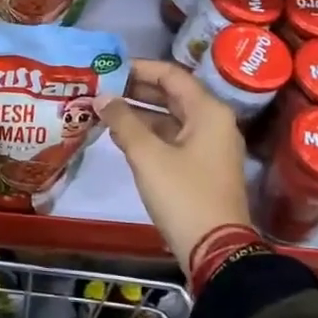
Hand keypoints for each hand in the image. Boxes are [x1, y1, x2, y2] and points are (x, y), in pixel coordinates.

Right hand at [96, 59, 252, 272]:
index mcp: (208, 111)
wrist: (215, 249)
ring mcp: (209, 146)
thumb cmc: (183, 194)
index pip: (171, 75)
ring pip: (170, 118)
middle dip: (136, 90)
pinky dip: (148, 134)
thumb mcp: (148, 156)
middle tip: (101, 87)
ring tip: (103, 109)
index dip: (139, 68)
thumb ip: (123, 121)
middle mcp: (213, 122)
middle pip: (172, 95)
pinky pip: (172, 138)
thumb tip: (102, 97)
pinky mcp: (201, 167)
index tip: (108, 68)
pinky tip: (119, 136)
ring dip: (139, 113)